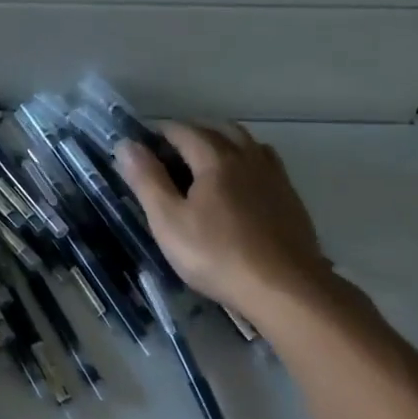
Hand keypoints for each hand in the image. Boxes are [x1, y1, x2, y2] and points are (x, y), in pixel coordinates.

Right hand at [115, 122, 340, 324]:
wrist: (284, 288)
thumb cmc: (217, 255)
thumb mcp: (169, 221)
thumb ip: (147, 180)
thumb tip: (126, 144)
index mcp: (216, 159)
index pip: (185, 131)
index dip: (162, 132)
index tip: (145, 141)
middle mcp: (248, 158)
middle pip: (221, 130)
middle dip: (195, 133)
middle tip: (173, 151)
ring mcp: (275, 177)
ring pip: (248, 145)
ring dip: (225, 143)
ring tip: (207, 163)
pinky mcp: (291, 199)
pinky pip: (266, 166)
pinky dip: (248, 163)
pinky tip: (242, 187)